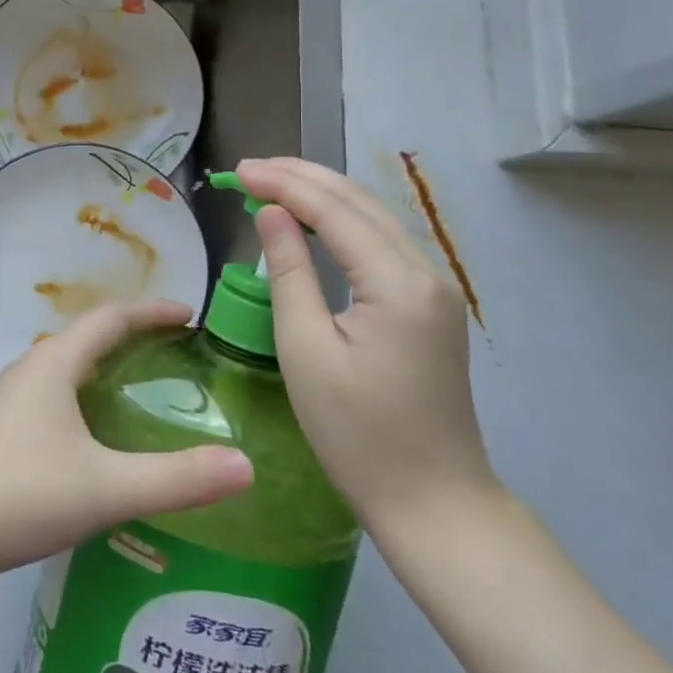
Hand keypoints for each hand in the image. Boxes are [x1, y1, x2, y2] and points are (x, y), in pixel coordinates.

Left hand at [0, 300, 254, 584]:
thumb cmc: (18, 493)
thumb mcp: (104, 487)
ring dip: (103, 369)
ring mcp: (7, 401)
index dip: (151, 311)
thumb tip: (245, 466)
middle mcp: (29, 370)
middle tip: (175, 355)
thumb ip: (176, 479)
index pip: (110, 318)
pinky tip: (93, 440)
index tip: (188, 313)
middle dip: (131, 338)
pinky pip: (51, 398)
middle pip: (86, 338)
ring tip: (140, 392)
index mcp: (54, 363)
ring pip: (65, 370)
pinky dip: (83, 399)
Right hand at [236, 157, 496, 535]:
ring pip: (373, 217)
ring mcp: (434, 287)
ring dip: (322, 194)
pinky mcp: (429, 304)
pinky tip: (312, 221)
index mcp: (397, 282)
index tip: (238, 172)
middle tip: (248, 170)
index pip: (334, 210)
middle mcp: (425, 271)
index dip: (283, 184)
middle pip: (359, 202)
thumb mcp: (307, 350)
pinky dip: (341, 222)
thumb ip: (289, 272)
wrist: (434, 502)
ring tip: (271, 183)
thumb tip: (270, 214)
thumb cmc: (358, 433)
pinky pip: (380, 243)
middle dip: (302, 177)